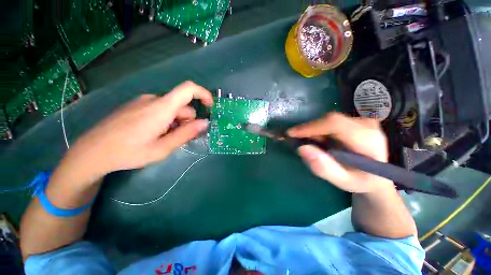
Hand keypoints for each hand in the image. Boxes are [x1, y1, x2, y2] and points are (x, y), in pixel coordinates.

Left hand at [65, 81, 212, 175]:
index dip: (204, 94)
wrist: (91, 152)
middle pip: (182, 106)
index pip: (188, 89)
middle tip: (179, 139)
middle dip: (187, 122)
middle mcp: (153, 99)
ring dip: (176, 122)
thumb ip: (186, 134)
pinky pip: (160, 109)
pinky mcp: (136, 105)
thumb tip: (205, 123)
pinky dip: (166, 120)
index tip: (210, 107)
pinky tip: (154, 133)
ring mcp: (143, 101)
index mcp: (161, 108)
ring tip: (164, 139)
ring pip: (172, 109)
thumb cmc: (128, 152)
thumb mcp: (163, 148)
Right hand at [287, 112, 393, 192]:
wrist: (377, 175)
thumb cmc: (361, 181)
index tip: (291, 133)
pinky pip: (332, 121)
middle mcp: (367, 125)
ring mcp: (363, 120)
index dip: (310, 127)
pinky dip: (321, 130)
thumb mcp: (342, 181)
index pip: (335, 124)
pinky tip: (321, 141)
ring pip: (329, 120)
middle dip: (310, 129)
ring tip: (313, 144)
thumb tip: (302, 148)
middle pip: (330, 120)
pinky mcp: (357, 120)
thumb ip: (324, 168)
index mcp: (368, 140)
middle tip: (299, 141)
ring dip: (315, 130)